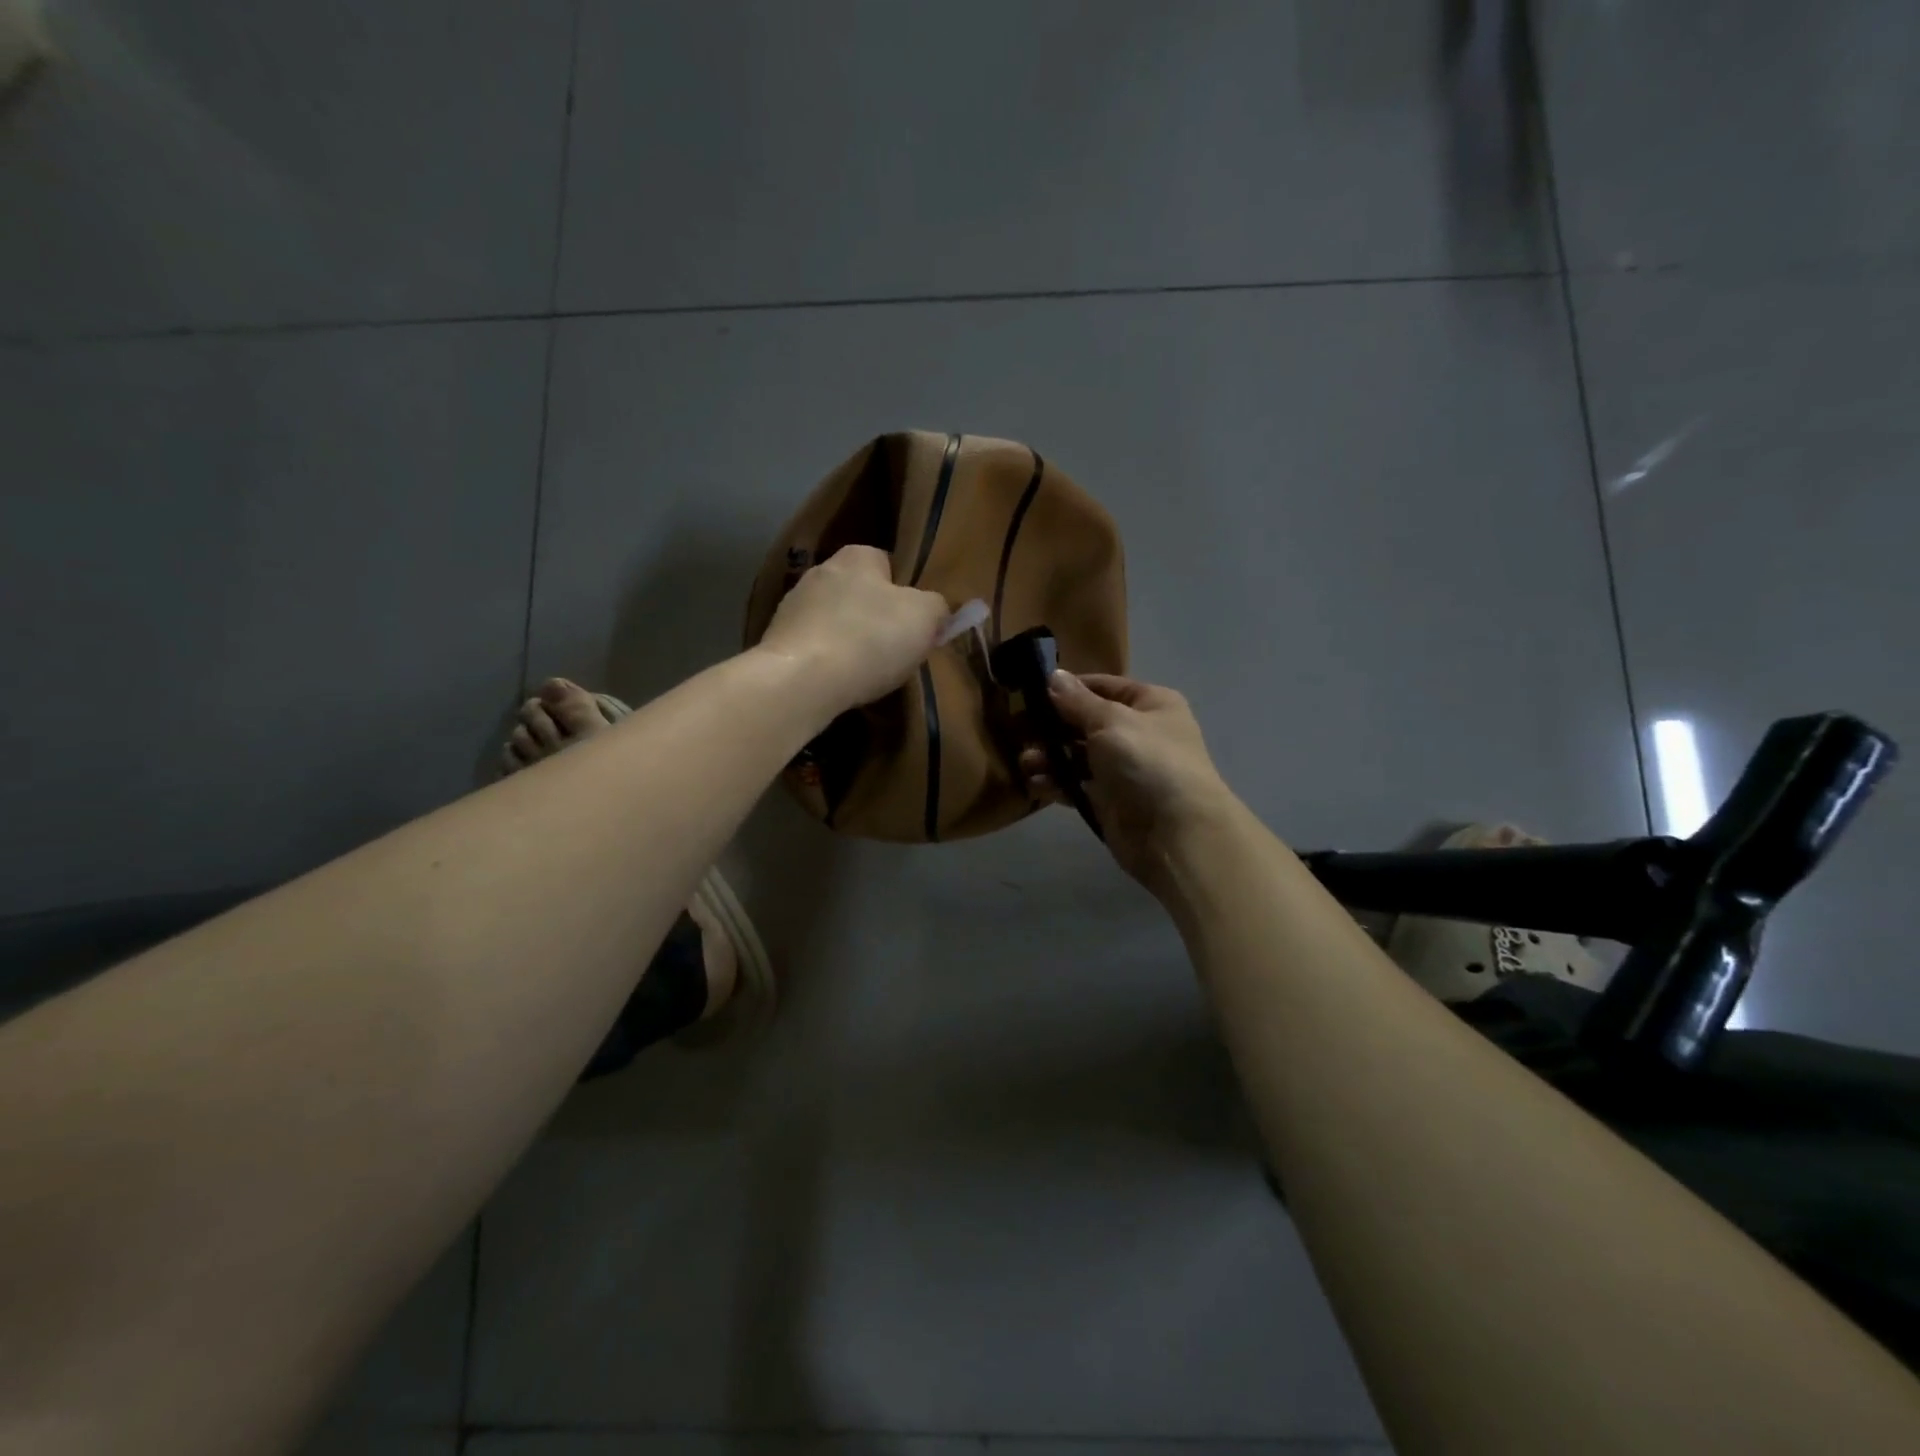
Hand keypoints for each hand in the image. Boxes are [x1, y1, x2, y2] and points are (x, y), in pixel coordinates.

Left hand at [755, 545, 948, 716]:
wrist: (801, 681)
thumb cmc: (870, 639)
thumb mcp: (925, 617)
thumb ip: (937, 606)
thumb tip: (935, 609)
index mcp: (857, 555)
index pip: (889, 563)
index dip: (908, 592)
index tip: (918, 623)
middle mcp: (820, 570)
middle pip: (860, 593)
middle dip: (877, 617)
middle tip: (898, 650)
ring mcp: (792, 606)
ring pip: (835, 621)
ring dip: (850, 641)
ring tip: (868, 672)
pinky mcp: (776, 641)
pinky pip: (814, 647)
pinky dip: (828, 662)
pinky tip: (839, 683)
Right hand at [1022, 672, 1236, 894]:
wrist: (1175, 833)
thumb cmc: (1147, 761)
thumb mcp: (1110, 721)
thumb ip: (1077, 701)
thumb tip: (1053, 675)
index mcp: (1150, 704)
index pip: (1103, 686)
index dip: (1069, 688)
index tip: (1032, 692)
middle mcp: (1138, 733)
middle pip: (1086, 722)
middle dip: (1053, 726)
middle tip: (1019, 730)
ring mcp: (1123, 769)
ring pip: (1077, 755)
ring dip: (1050, 757)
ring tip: (1027, 762)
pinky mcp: (1110, 801)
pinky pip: (1077, 785)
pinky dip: (1057, 783)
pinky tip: (1035, 784)